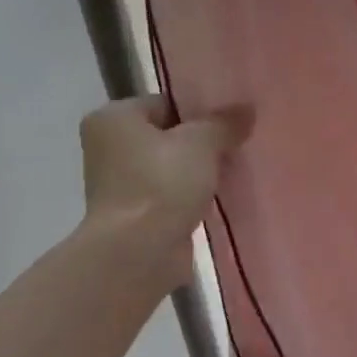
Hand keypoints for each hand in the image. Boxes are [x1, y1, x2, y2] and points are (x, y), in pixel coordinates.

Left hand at [80, 96, 252, 286]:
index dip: (201, 110)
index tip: (232, 119)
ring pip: (172, 167)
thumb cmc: (161, 184)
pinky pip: (172, 195)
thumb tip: (247, 109)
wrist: (138, 253)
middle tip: (239, 143)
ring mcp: (121, 184)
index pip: (165, 103)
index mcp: (114, 118)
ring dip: (200, 171)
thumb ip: (224, 123)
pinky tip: (221, 196)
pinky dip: (193, 196)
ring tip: (235, 170)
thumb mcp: (200, 143)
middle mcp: (109, 147)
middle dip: (202, 142)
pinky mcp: (136, 215)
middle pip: (169, 135)